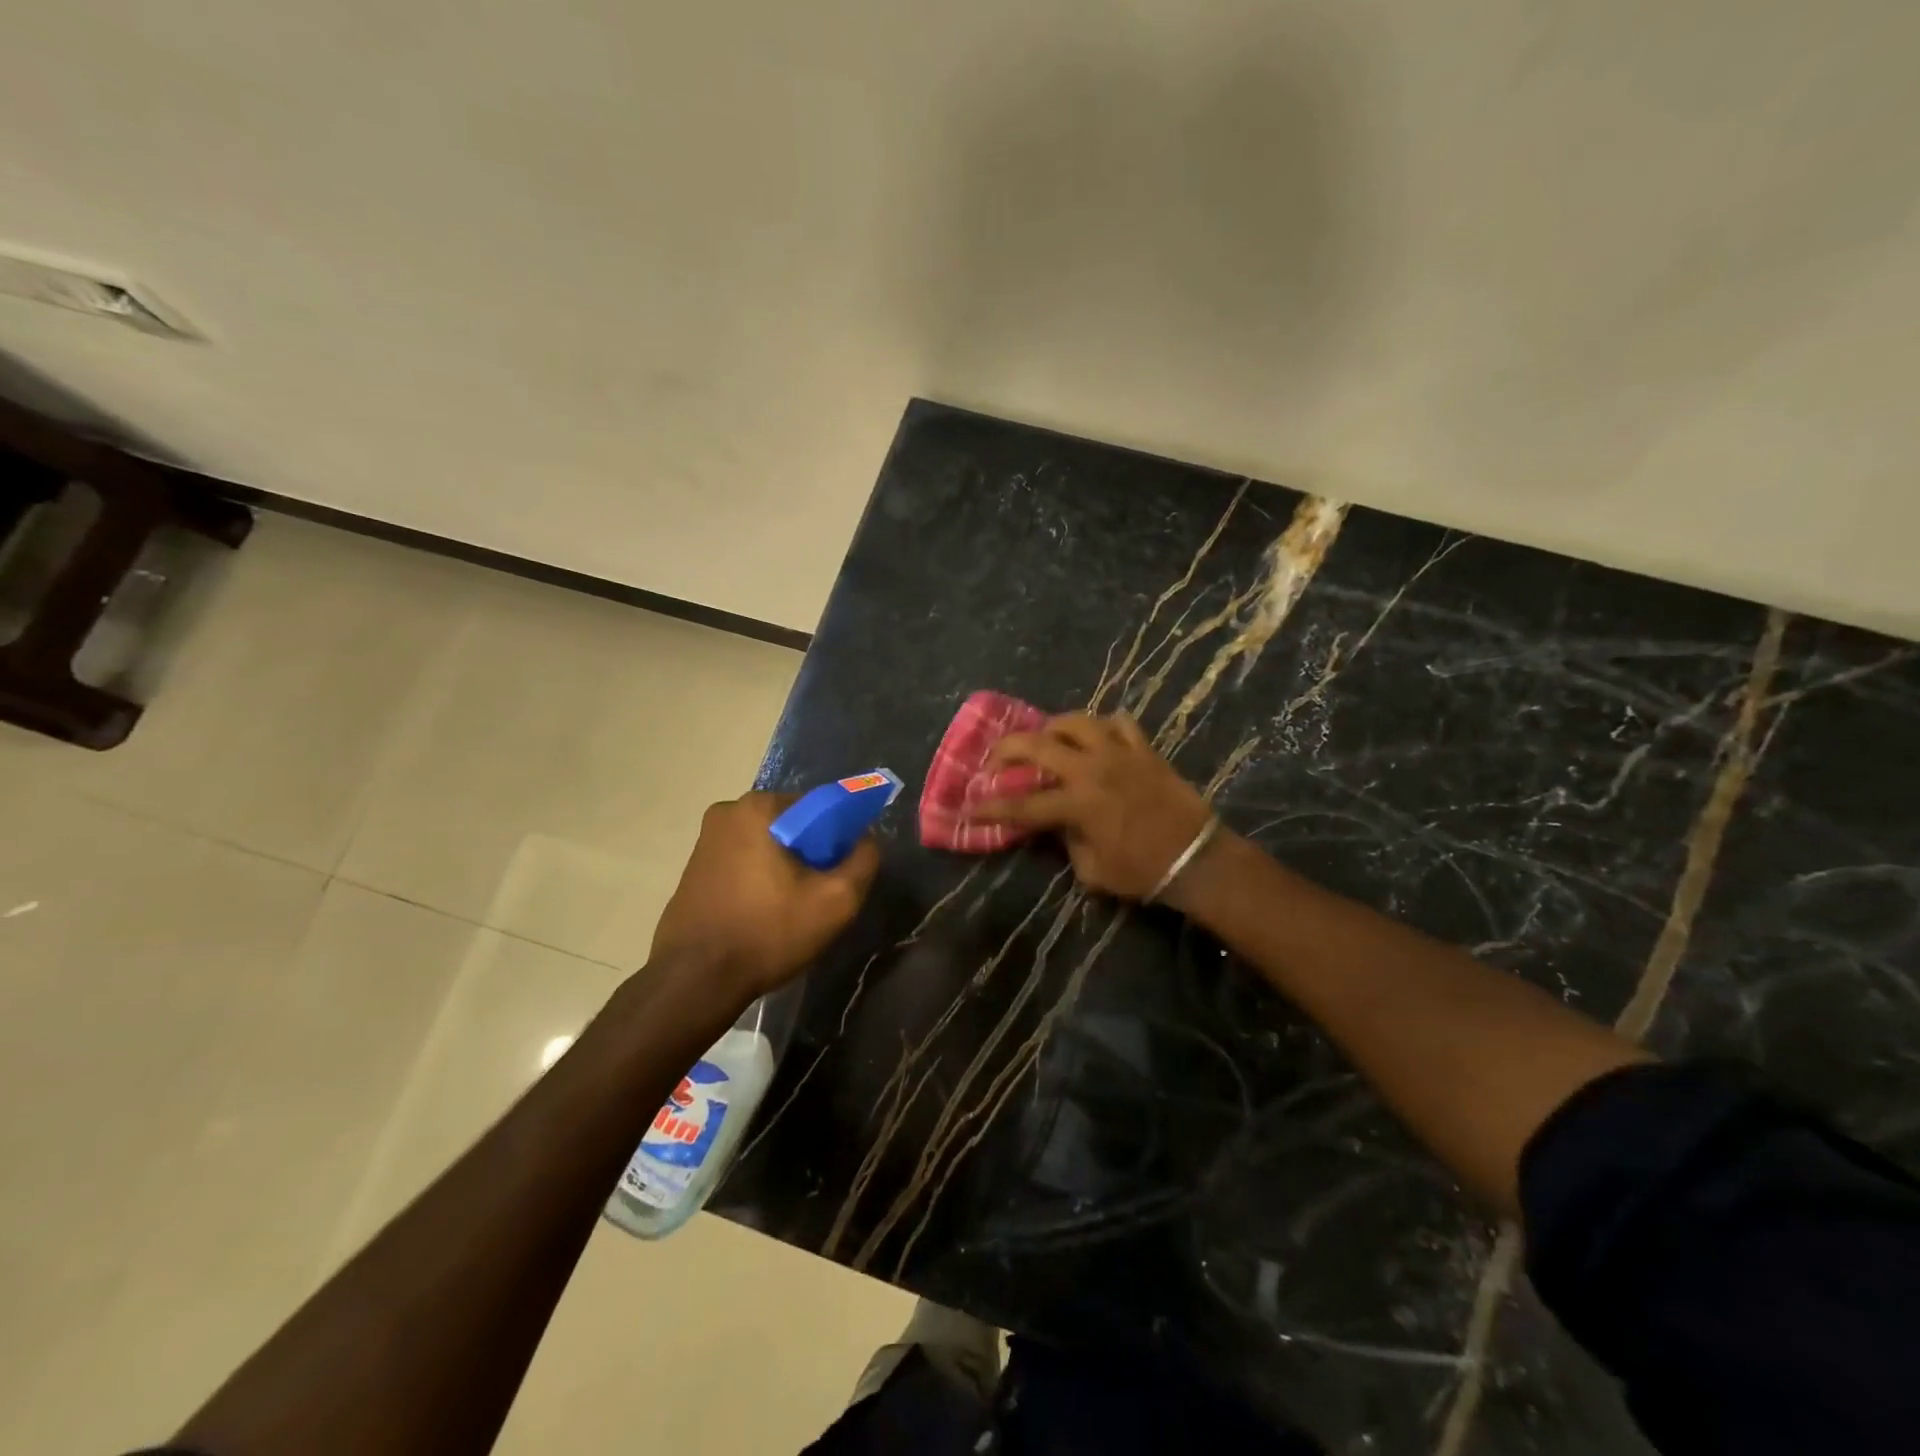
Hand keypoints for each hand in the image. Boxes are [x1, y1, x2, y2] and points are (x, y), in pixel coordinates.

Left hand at [650, 792, 878, 1001]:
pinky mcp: (693, 867)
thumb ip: (864, 860)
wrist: (695, 981)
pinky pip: (743, 861)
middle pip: (792, 824)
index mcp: (759, 807)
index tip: (841, 872)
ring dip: (785, 867)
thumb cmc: (768, 933)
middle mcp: (727, 811)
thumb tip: (867, 838)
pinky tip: (763, 913)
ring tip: (792, 908)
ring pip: (767, 844)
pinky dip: (759, 878)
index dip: (840, 838)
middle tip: (819, 894)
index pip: (820, 807)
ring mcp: (705, 839)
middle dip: (811, 853)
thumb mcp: (836, 901)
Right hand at [980, 712, 1215, 902]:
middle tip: (994, 761)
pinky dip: (1102, 727)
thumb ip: (1066, 843)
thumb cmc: (1143, 871)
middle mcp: (1092, 770)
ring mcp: (1120, 753)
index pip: (1022, 805)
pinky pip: (1119, 723)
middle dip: (1006, 750)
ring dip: (1052, 728)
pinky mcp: (1144, 749)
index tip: (968, 807)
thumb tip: (1057, 825)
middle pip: (1037, 745)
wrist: (1197, 858)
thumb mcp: (1092, 872)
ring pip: (1076, 721)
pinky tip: (1094, 739)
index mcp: (1077, 804)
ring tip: (1044, 740)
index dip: (990, 807)